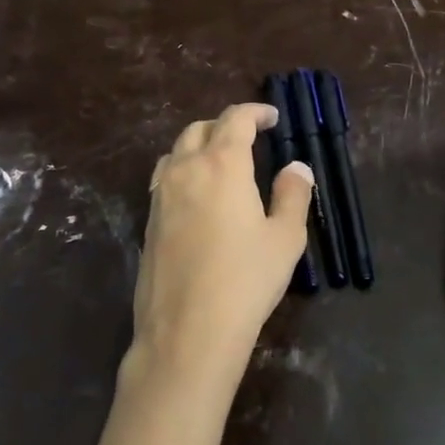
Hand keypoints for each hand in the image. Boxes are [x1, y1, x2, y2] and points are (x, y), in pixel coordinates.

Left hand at [127, 103, 314, 392]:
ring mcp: (160, 197)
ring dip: (199, 146)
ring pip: (176, 153)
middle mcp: (186, 170)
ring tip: (220, 162)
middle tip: (249, 138)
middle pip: (199, 130)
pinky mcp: (149, 223)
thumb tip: (296, 168)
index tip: (272, 117)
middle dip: (225, 126)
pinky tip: (197, 196)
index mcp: (222, 164)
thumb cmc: (246, 279)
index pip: (235, 120)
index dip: (255, 112)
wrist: (188, 332)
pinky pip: (164, 180)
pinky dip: (182, 171)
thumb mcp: (285, 238)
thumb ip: (293, 196)